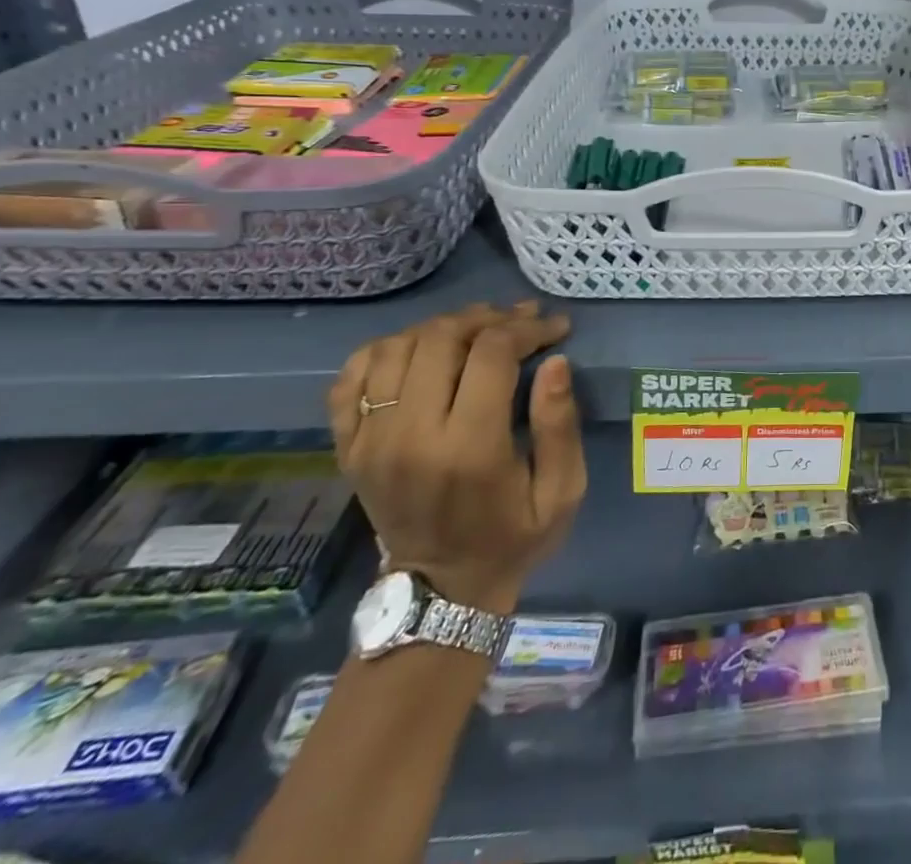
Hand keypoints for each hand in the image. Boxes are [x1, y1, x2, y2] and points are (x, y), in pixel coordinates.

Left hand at [328, 302, 583, 614]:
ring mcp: (370, 441)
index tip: (555, 328)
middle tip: (519, 322)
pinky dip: (386, 350)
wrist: (440, 592)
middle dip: (488, 318)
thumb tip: (556, 360)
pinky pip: (352, 376)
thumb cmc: (513, 536)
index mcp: (468, 449)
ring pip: (397, 346)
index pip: (491, 353)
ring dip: (443, 327)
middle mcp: (410, 437)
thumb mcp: (562, 491)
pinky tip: (420, 352)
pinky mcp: (348, 447)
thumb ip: (560, 425)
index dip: (528, 328)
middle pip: (441, 339)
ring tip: (476, 332)